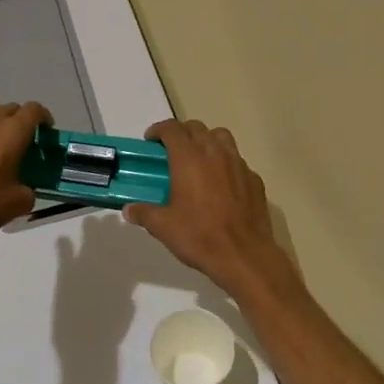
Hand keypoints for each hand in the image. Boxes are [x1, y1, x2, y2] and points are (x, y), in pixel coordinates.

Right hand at [126, 119, 289, 295]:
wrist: (243, 255)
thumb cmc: (199, 236)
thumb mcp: (163, 227)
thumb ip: (144, 213)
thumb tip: (129, 209)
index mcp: (189, 158)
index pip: (172, 129)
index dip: (158, 130)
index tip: (150, 140)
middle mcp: (215, 153)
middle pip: (197, 128)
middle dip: (181, 133)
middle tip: (171, 150)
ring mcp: (238, 164)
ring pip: (221, 137)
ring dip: (206, 141)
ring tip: (198, 159)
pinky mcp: (254, 179)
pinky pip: (237, 161)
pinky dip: (226, 163)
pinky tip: (221, 183)